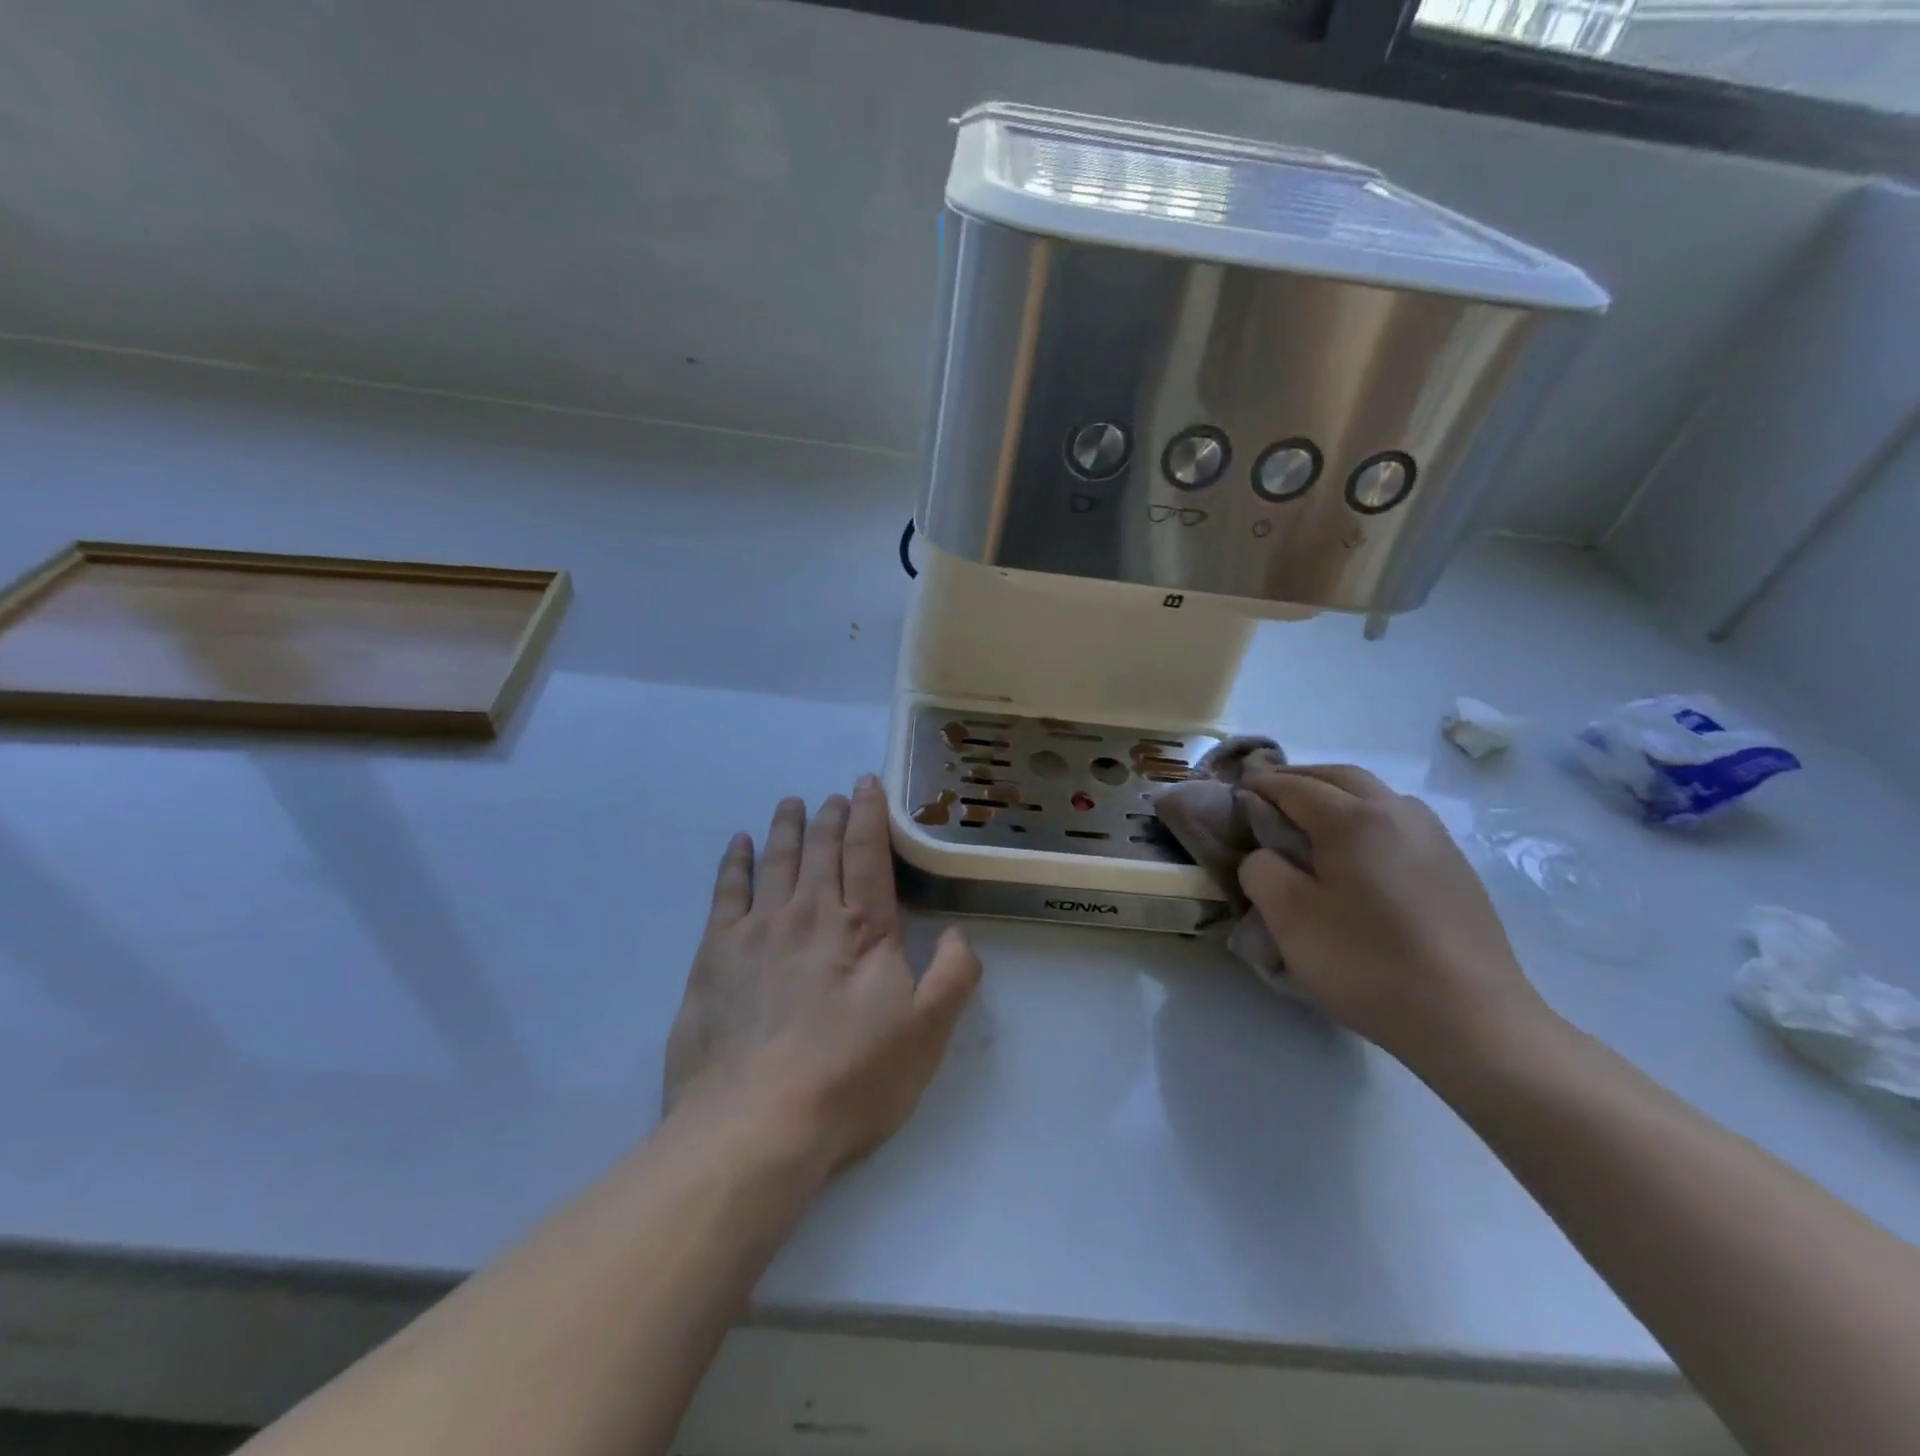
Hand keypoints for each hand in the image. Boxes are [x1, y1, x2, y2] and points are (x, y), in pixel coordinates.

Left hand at [663, 776, 981, 1174]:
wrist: (755, 1124)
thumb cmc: (850, 1079)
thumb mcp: (927, 1033)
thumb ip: (953, 974)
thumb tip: (955, 933)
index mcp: (862, 927)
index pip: (867, 852)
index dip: (869, 813)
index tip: (866, 784)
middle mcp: (809, 913)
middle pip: (821, 849)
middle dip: (830, 816)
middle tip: (833, 795)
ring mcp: (757, 929)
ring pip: (775, 860)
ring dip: (787, 828)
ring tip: (792, 804)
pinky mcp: (714, 954)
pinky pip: (726, 891)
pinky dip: (734, 862)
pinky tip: (739, 845)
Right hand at [1238, 764, 1546, 1066]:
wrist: (1472, 1020)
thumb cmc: (1367, 962)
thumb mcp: (1289, 918)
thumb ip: (1262, 871)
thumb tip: (1265, 855)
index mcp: (1353, 819)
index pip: (1295, 787)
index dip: (1260, 786)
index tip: (1234, 791)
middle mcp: (1397, 813)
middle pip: (1341, 777)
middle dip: (1300, 778)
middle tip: (1268, 794)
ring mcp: (1434, 838)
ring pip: (1377, 795)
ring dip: (1338, 793)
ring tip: (1313, 819)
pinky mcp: (1456, 867)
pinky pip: (1400, 822)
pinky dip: (1368, 817)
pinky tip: (1361, 852)